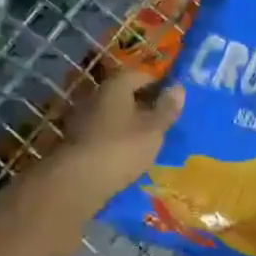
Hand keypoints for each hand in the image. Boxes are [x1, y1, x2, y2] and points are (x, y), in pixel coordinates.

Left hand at [52, 69, 184, 208]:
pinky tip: (127, 153)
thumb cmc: (122, 148)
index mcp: (115, 87)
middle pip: (123, 94)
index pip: (138, 75)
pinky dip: (115, 138)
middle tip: (162, 118)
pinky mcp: (76, 142)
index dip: (157, 83)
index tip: (171, 96)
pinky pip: (102, 133)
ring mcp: (82, 119)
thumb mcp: (153, 129)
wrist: (79, 180)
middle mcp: (95, 97)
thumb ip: (167, 109)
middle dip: (142, 103)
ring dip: (128, 122)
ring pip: (112, 114)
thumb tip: (179, 88)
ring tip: (147, 138)